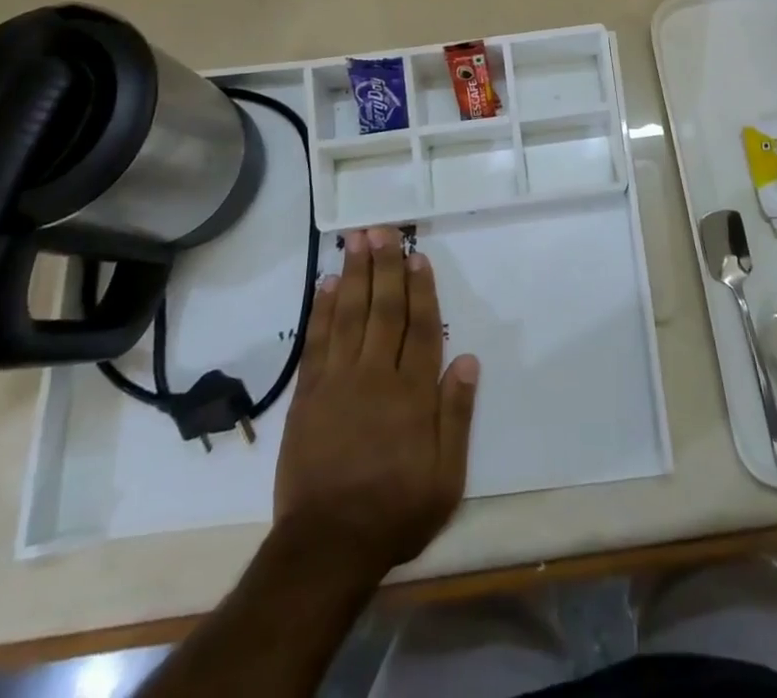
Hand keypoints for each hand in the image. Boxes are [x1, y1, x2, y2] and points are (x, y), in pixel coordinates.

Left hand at [273, 226, 479, 582]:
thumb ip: (456, 415)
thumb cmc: (395, 511)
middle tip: (383, 230)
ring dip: (354, 275)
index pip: (421, 328)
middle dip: (385, 267)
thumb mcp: (446, 477)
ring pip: (349, 315)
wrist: (326, 547)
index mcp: (413, 393)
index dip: (420, 290)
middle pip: (383, 310)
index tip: (417, 257)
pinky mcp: (308, 396)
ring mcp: (338, 382)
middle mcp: (376, 376)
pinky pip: (317, 342)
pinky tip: (325, 285)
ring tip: (356, 241)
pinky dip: (321, 310)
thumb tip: (467, 360)